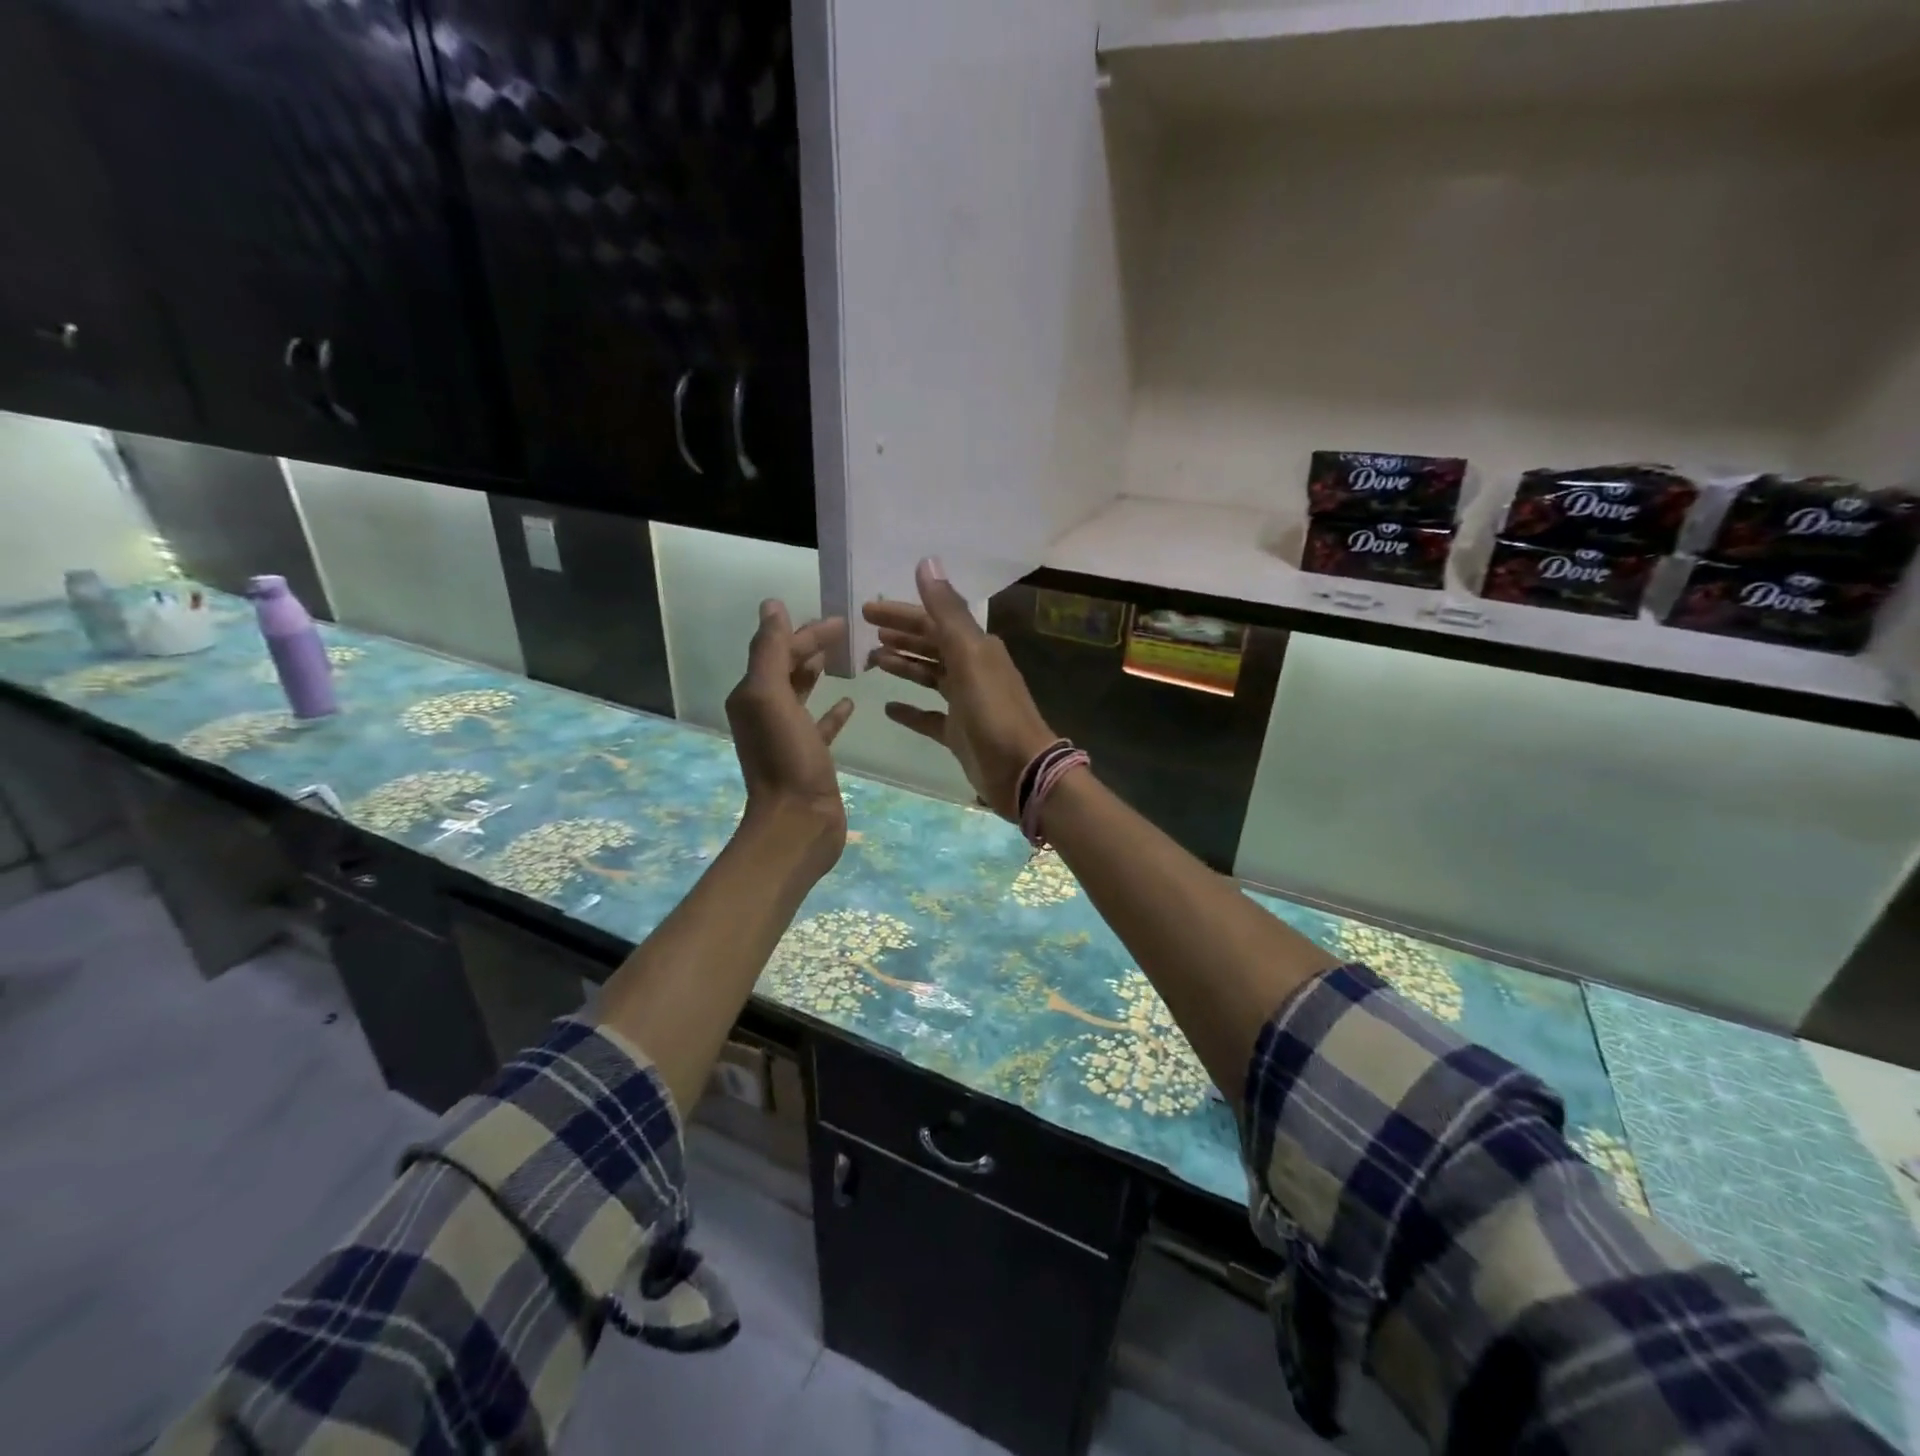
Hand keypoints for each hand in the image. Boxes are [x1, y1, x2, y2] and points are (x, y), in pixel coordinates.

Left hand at [725, 601, 855, 875]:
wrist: (797, 823)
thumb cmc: (785, 758)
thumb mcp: (771, 697)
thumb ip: (770, 650)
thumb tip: (772, 605)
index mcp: (752, 695)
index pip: (778, 650)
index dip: (806, 632)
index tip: (841, 621)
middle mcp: (764, 712)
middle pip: (788, 667)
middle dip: (811, 647)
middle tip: (846, 632)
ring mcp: (787, 736)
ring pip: (803, 693)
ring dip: (819, 674)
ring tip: (845, 658)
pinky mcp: (809, 757)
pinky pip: (820, 725)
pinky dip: (833, 712)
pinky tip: (850, 703)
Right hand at [863, 559, 1058, 819]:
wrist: (1021, 770)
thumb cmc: (994, 711)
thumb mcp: (969, 656)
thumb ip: (946, 612)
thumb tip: (927, 562)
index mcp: (976, 648)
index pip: (933, 621)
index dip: (901, 614)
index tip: (867, 610)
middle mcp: (972, 669)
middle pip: (931, 645)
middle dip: (900, 636)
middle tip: (866, 631)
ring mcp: (965, 703)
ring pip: (930, 676)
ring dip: (903, 666)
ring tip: (872, 661)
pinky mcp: (959, 732)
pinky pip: (929, 717)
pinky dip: (910, 710)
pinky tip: (888, 708)